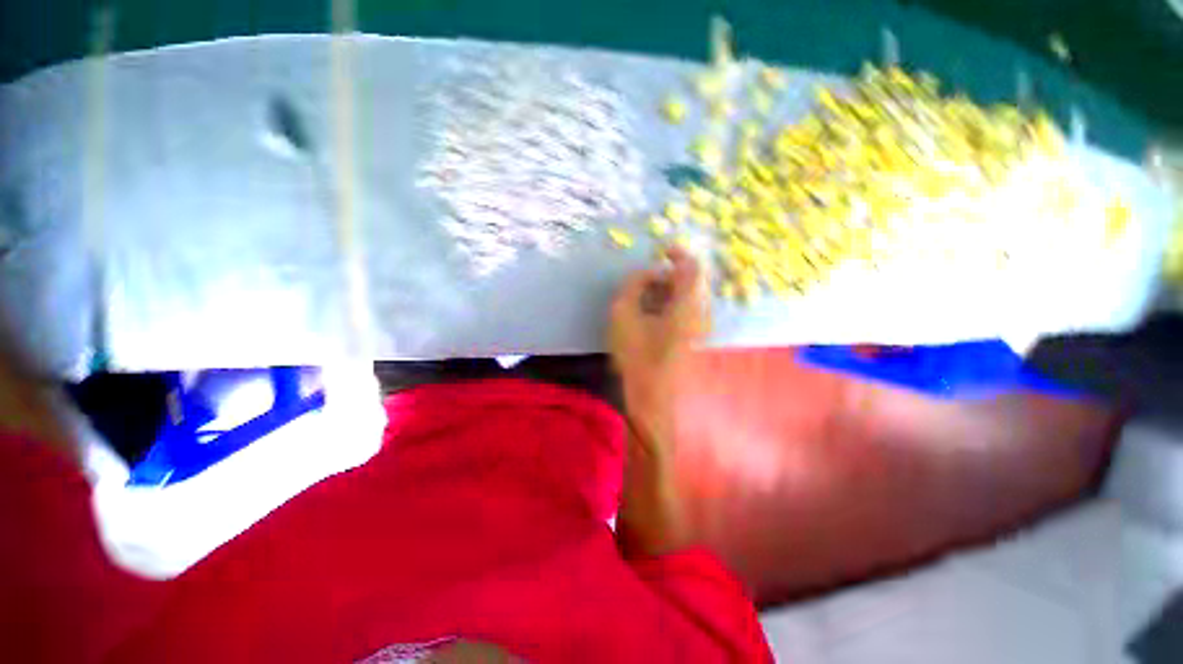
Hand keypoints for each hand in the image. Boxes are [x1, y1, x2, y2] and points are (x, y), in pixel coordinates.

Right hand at [608, 245, 708, 442]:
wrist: (652, 397)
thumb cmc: (635, 356)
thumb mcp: (623, 314)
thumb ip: (634, 284)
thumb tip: (649, 271)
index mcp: (686, 305)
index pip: (692, 267)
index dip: (679, 254)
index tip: (662, 251)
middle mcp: (700, 313)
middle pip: (692, 281)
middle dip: (670, 274)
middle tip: (646, 280)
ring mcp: (699, 326)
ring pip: (689, 295)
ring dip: (669, 289)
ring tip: (645, 298)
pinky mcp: (693, 337)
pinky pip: (687, 308)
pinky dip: (672, 302)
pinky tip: (652, 314)